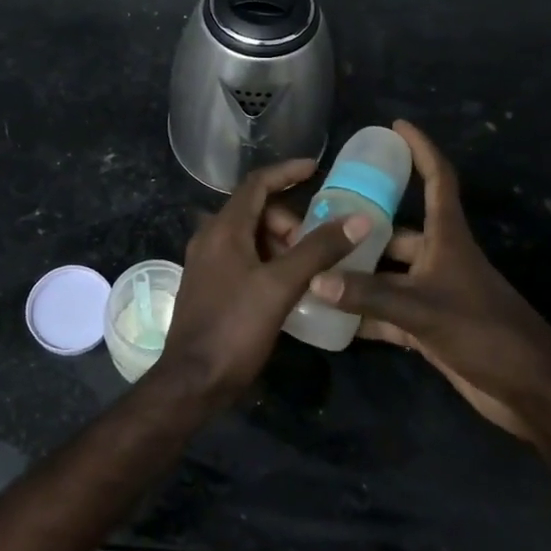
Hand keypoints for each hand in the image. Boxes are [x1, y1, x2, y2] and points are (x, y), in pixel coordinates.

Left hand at [155, 158, 369, 404]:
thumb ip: (318, 250)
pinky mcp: (209, 286)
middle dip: (289, 222)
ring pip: (250, 237)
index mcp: (223, 229)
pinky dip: (268, 261)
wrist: (192, 380)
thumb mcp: (281, 286)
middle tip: (317, 247)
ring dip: (280, 244)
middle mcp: (210, 238)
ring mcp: (206, 263)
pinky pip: (243, 258)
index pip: (256, 184)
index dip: (286, 172)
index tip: (315, 169)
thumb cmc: (235, 327)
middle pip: (255, 211)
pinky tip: (288, 286)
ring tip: (308, 270)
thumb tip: (358, 219)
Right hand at [291, 120, 550, 441]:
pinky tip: (329, 313)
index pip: (437, 180)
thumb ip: (368, 295)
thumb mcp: (423, 309)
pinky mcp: (429, 326)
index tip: (396, 126)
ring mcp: (434, 293)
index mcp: (448, 239)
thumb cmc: (484, 332)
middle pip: (396, 230)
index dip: (420, 150)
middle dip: (361, 224)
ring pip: (387, 273)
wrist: (530, 391)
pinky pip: (386, 310)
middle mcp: (439, 259)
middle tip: (318, 218)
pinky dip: (362, 311)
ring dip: (356, 272)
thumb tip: (315, 278)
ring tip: (313, 263)